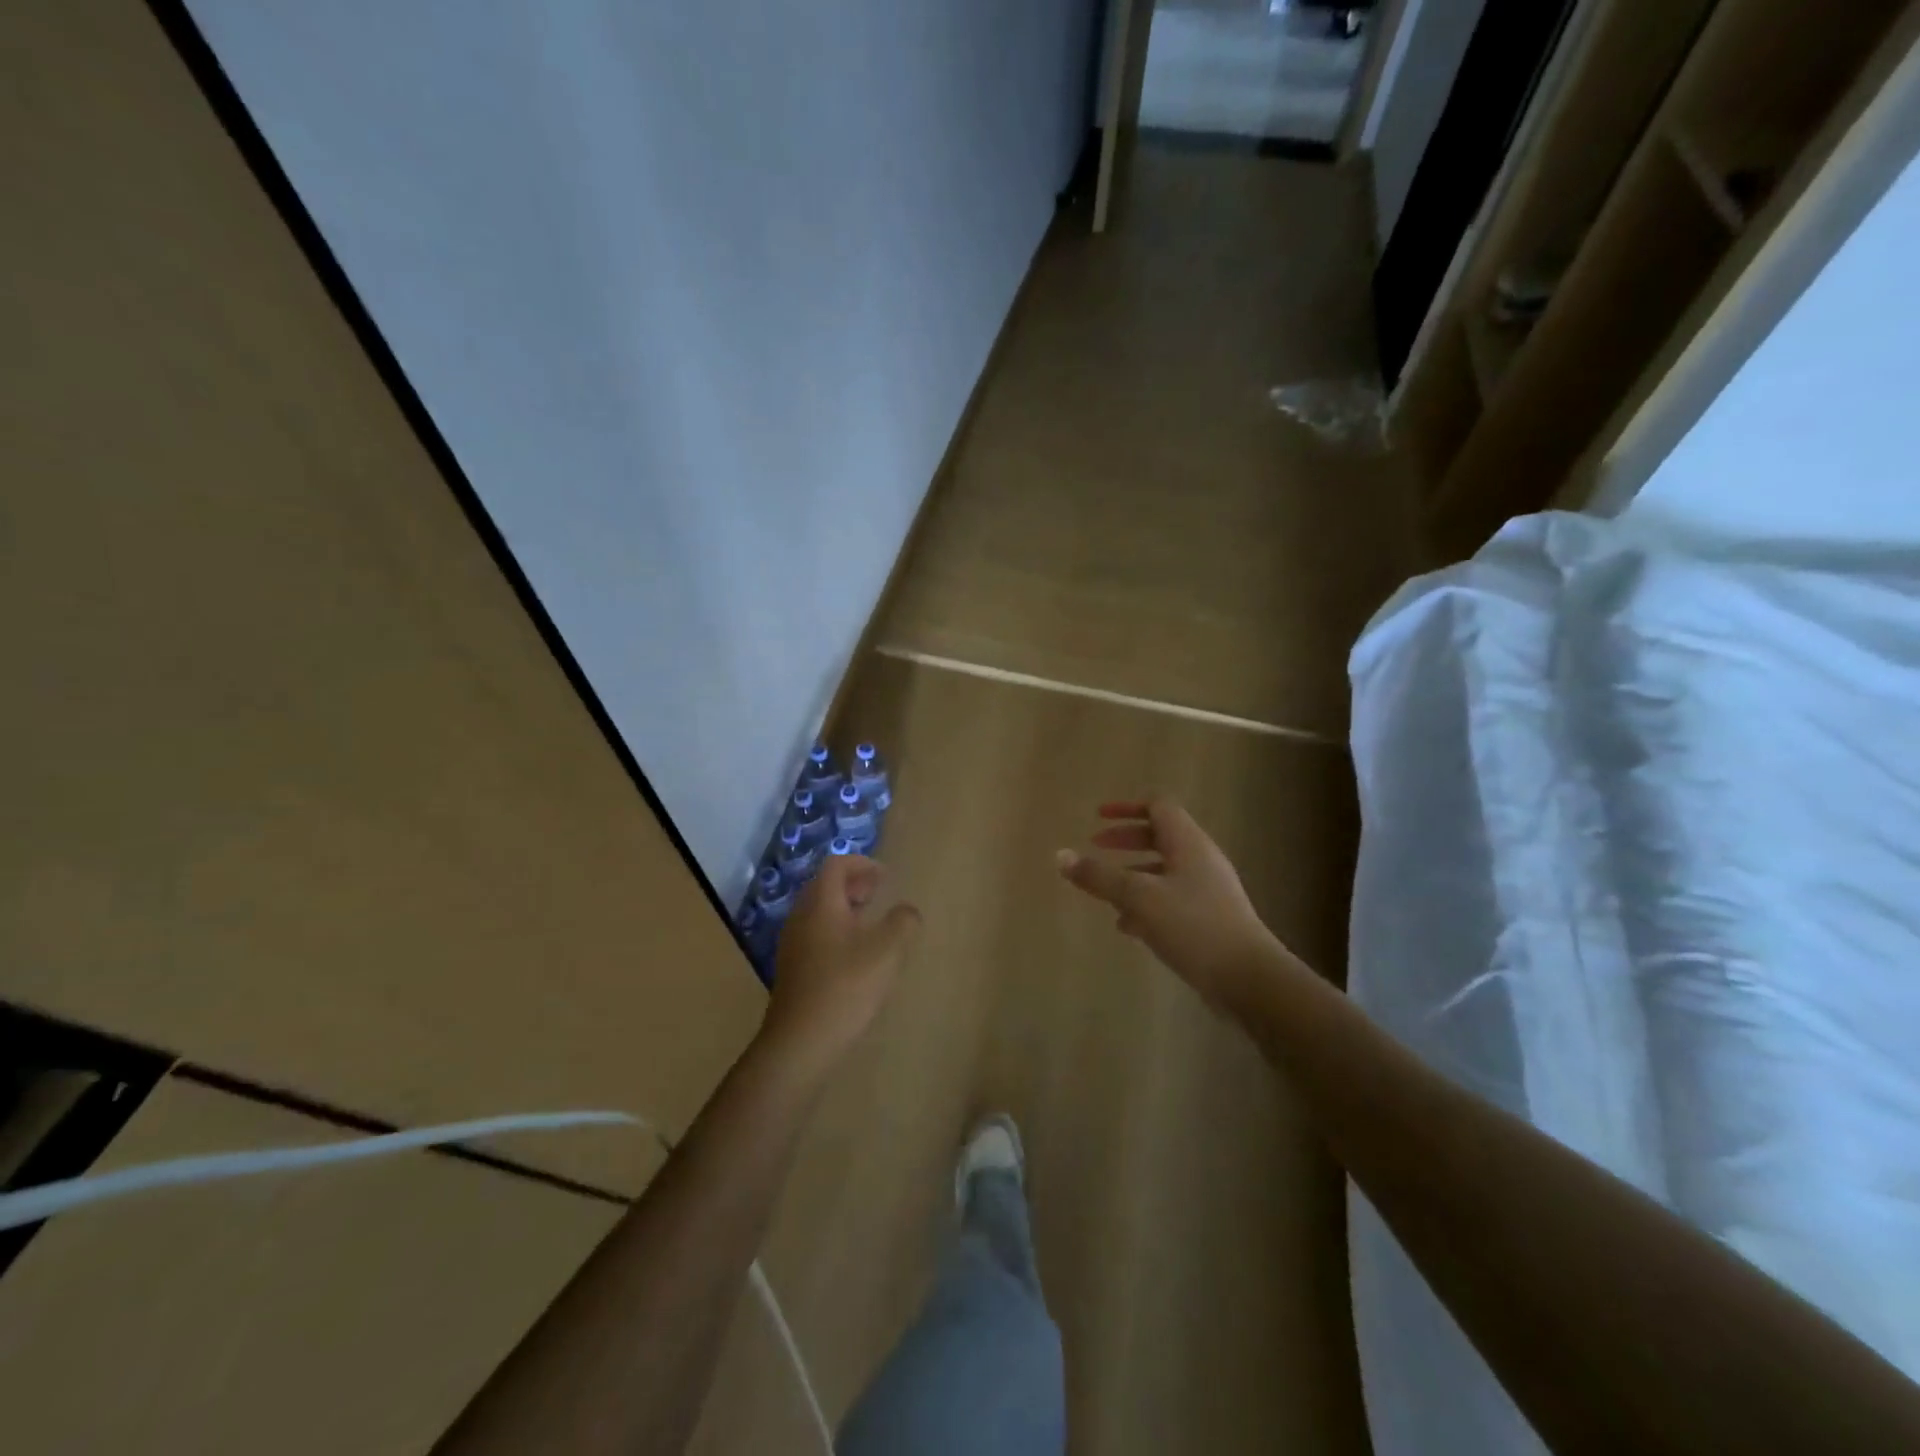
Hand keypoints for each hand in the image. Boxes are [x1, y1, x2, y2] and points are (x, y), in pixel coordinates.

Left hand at [764, 855, 921, 1071]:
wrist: (800, 1042)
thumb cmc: (845, 988)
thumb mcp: (886, 951)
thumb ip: (903, 922)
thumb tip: (907, 911)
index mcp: (821, 904)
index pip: (836, 865)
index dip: (862, 863)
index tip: (886, 876)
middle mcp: (801, 917)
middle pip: (824, 885)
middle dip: (853, 883)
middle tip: (879, 893)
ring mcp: (793, 943)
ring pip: (818, 910)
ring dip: (844, 906)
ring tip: (870, 922)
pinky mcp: (792, 968)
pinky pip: (814, 932)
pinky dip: (835, 928)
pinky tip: (854, 954)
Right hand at [1057, 797, 1285, 1018]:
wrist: (1248, 979)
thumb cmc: (1193, 926)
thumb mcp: (1138, 898)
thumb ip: (1099, 876)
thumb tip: (1060, 855)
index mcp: (1188, 843)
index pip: (1158, 806)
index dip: (1127, 806)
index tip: (1098, 817)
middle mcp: (1201, 860)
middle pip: (1160, 835)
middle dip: (1125, 839)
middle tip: (1096, 847)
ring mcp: (1208, 890)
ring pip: (1164, 870)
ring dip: (1133, 873)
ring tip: (1105, 892)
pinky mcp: (1210, 919)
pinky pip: (1172, 898)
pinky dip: (1146, 902)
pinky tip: (1127, 926)